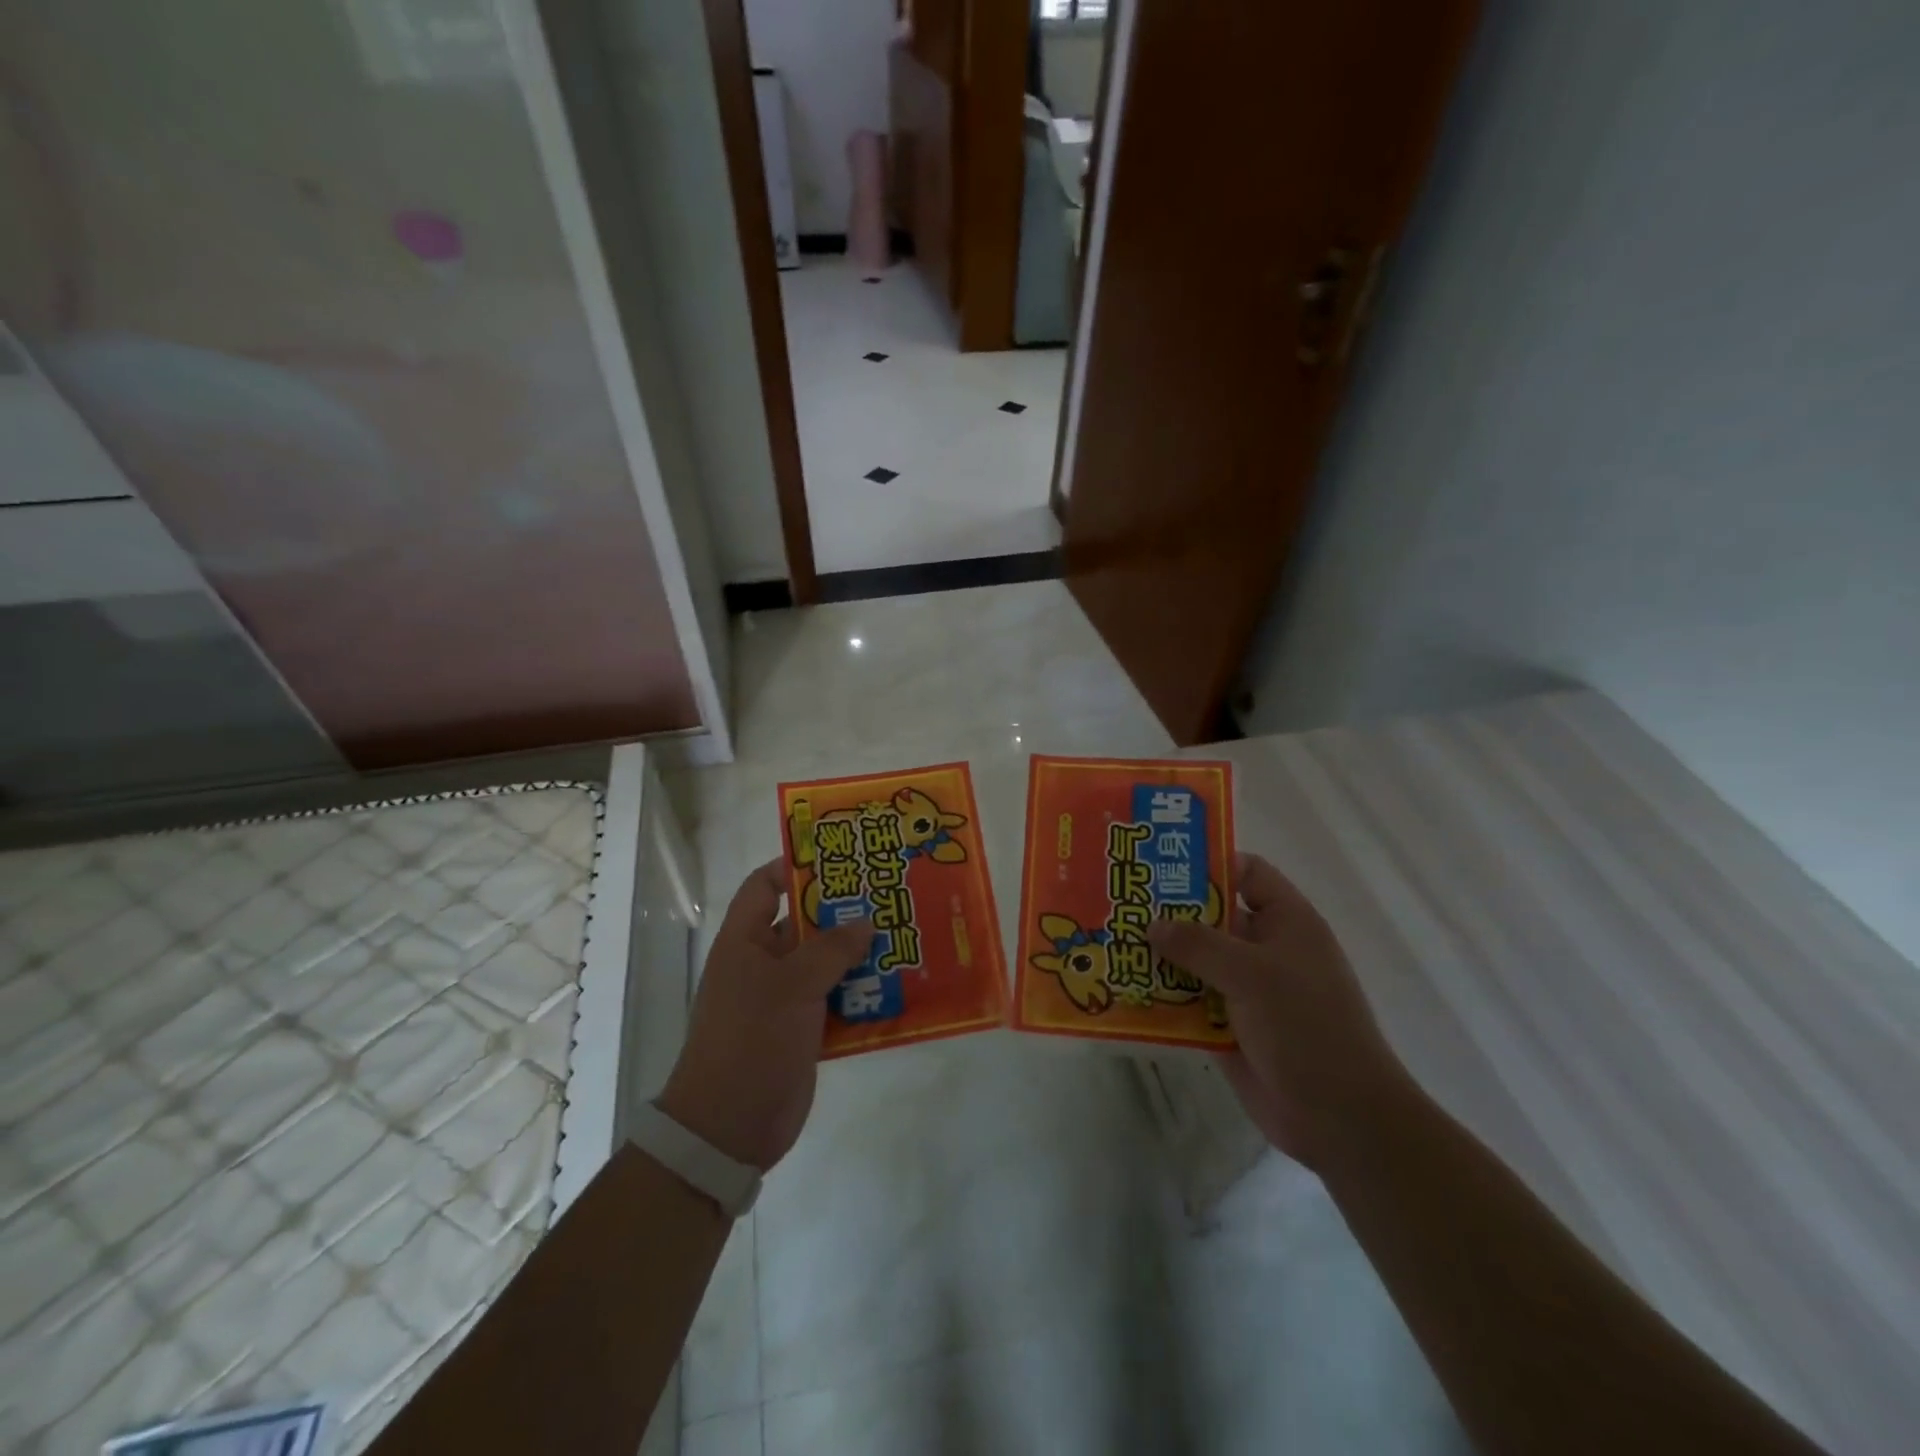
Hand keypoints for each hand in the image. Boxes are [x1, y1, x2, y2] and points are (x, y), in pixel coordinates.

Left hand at [657, 859, 874, 1170]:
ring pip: (826, 963)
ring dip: (858, 953)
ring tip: (903, 932)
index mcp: (745, 942)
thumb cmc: (751, 1039)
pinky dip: (862, 992)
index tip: (838, 858)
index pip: (763, 887)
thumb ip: (831, 948)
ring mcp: (785, 998)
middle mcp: (763, 964)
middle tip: (887, 893)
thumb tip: (865, 921)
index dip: (793, 866)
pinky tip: (898, 984)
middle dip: (842, 911)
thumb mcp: (791, 985)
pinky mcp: (804, 1030)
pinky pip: (837, 1000)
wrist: (730, 1127)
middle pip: (804, 924)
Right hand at [1147, 852, 1409, 1169]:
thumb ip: (1199, 944)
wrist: (1340, 1119)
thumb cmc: (1306, 1028)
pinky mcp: (1228, 1027)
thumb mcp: (1253, 974)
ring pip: (1195, 961)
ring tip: (1110, 942)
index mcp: (1286, 923)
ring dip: (1159, 956)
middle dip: (1169, 911)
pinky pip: (1188, 1002)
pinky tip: (1123, 990)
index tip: (1160, 864)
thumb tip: (1153, 924)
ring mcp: (1246, 991)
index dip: (1209, 863)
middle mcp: (1265, 950)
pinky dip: (1161, 997)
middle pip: (1211, 916)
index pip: (1247, 873)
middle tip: (1119, 901)